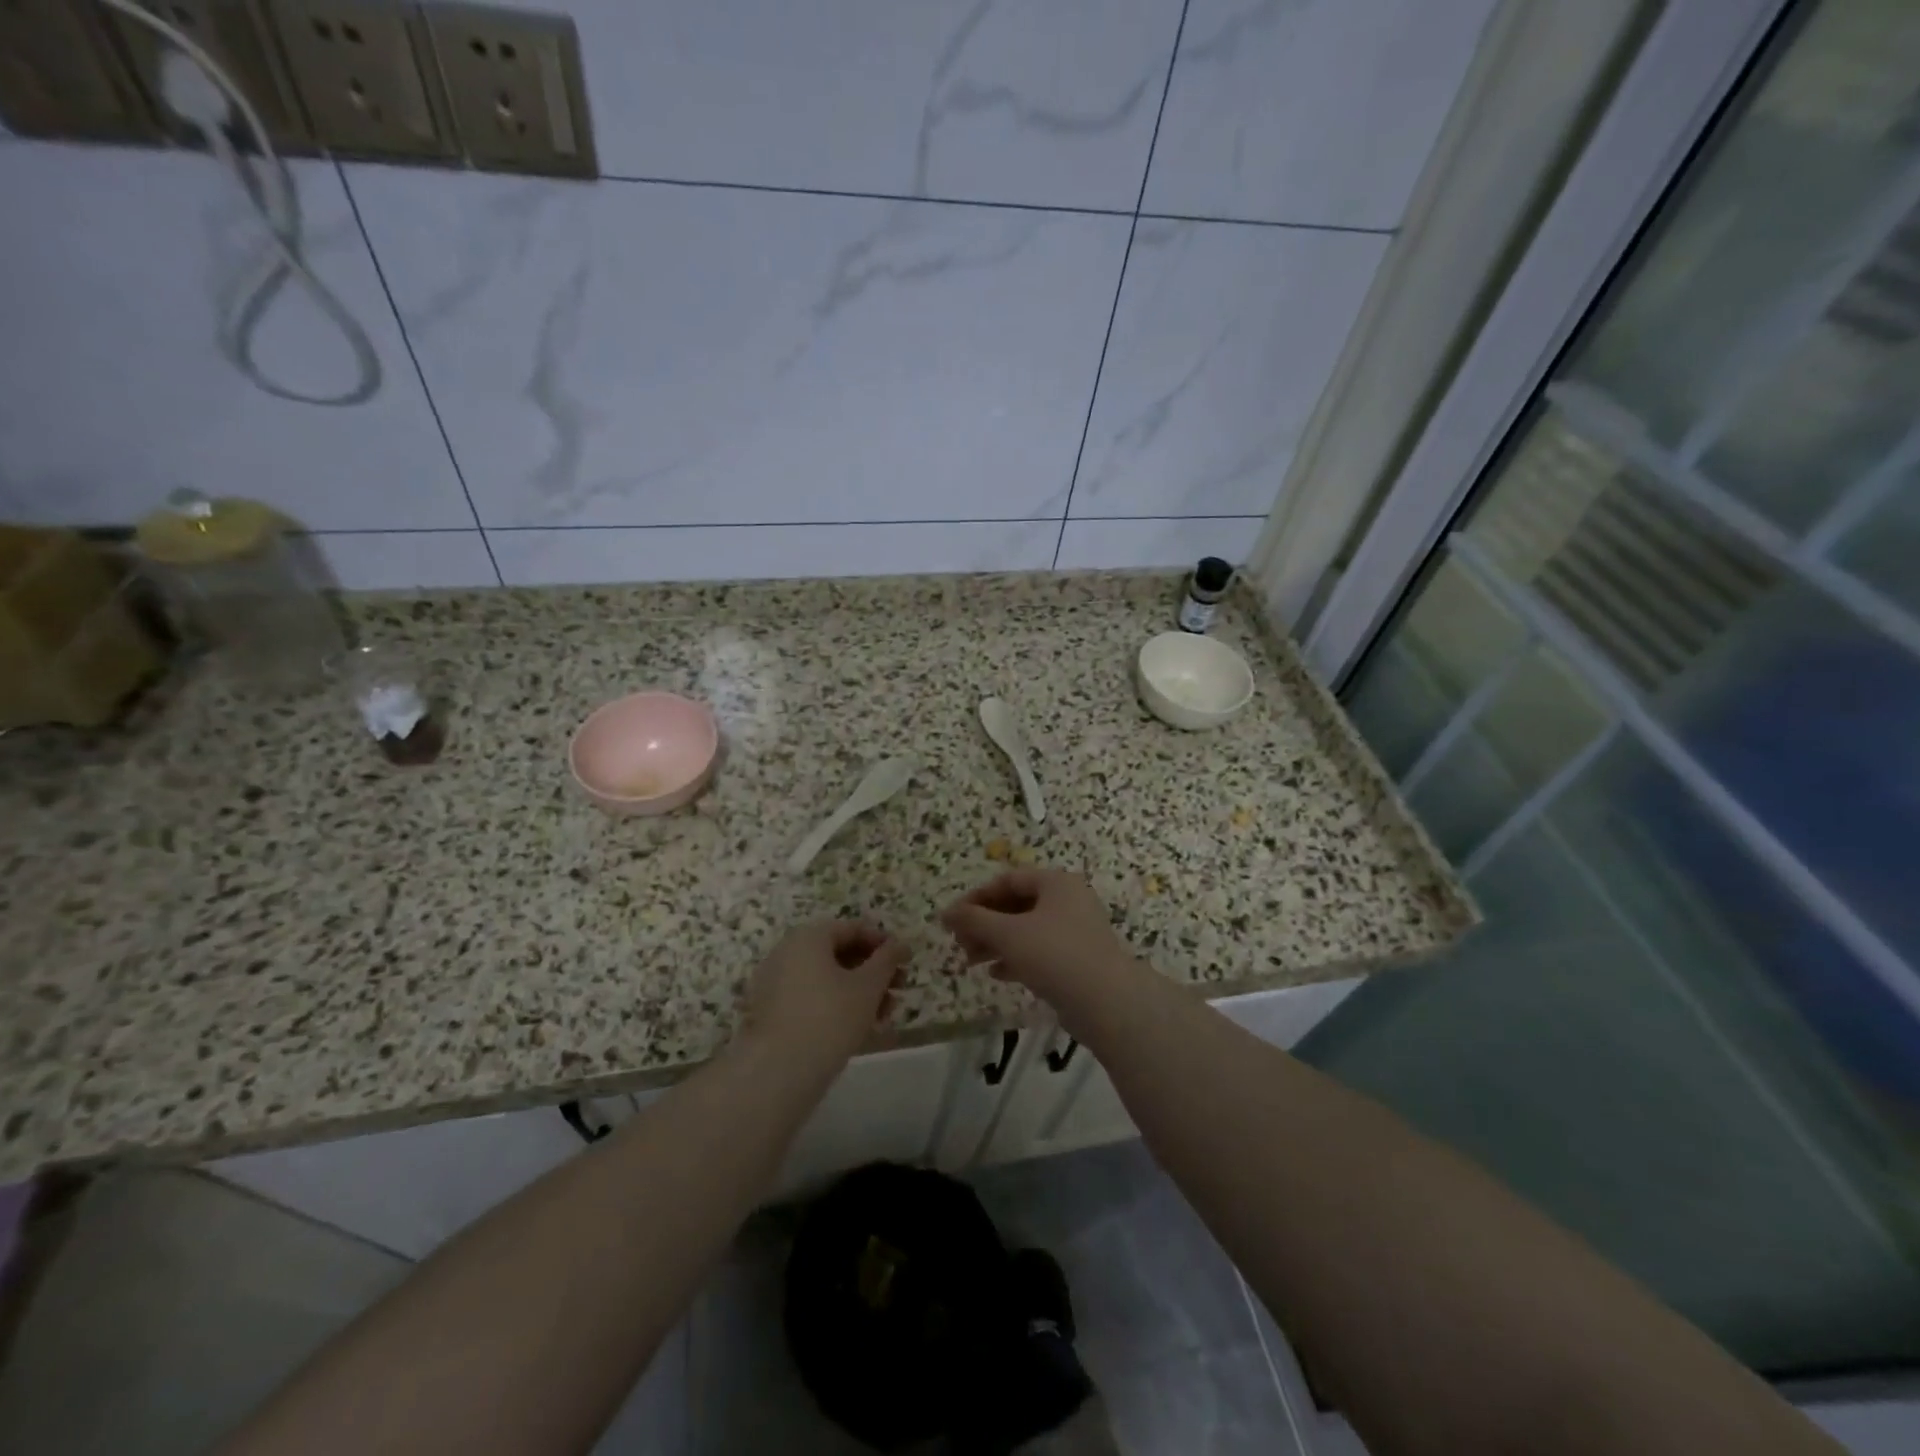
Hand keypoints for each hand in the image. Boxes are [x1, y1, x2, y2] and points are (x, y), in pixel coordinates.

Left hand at [742, 920, 905, 1066]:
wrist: (779, 1072)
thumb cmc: (830, 1018)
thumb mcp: (869, 986)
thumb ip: (888, 960)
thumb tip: (901, 944)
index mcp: (808, 937)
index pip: (853, 929)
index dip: (883, 943)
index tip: (905, 962)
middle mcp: (787, 952)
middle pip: (839, 953)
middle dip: (873, 971)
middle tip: (899, 990)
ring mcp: (775, 983)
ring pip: (827, 978)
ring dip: (860, 991)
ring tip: (885, 1015)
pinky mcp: (772, 1012)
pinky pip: (811, 997)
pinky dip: (837, 1005)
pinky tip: (860, 1028)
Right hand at [941, 869, 1138, 1016]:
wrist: (1107, 1003)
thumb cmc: (1055, 955)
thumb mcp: (1008, 934)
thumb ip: (974, 920)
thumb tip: (946, 912)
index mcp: (1056, 883)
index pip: (1007, 880)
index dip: (976, 898)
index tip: (952, 919)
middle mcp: (1068, 901)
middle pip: (1016, 905)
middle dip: (984, 924)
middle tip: (959, 943)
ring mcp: (1075, 931)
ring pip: (1026, 930)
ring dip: (995, 942)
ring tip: (970, 961)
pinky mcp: (1077, 960)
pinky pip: (1039, 951)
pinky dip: (1015, 958)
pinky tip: (995, 973)